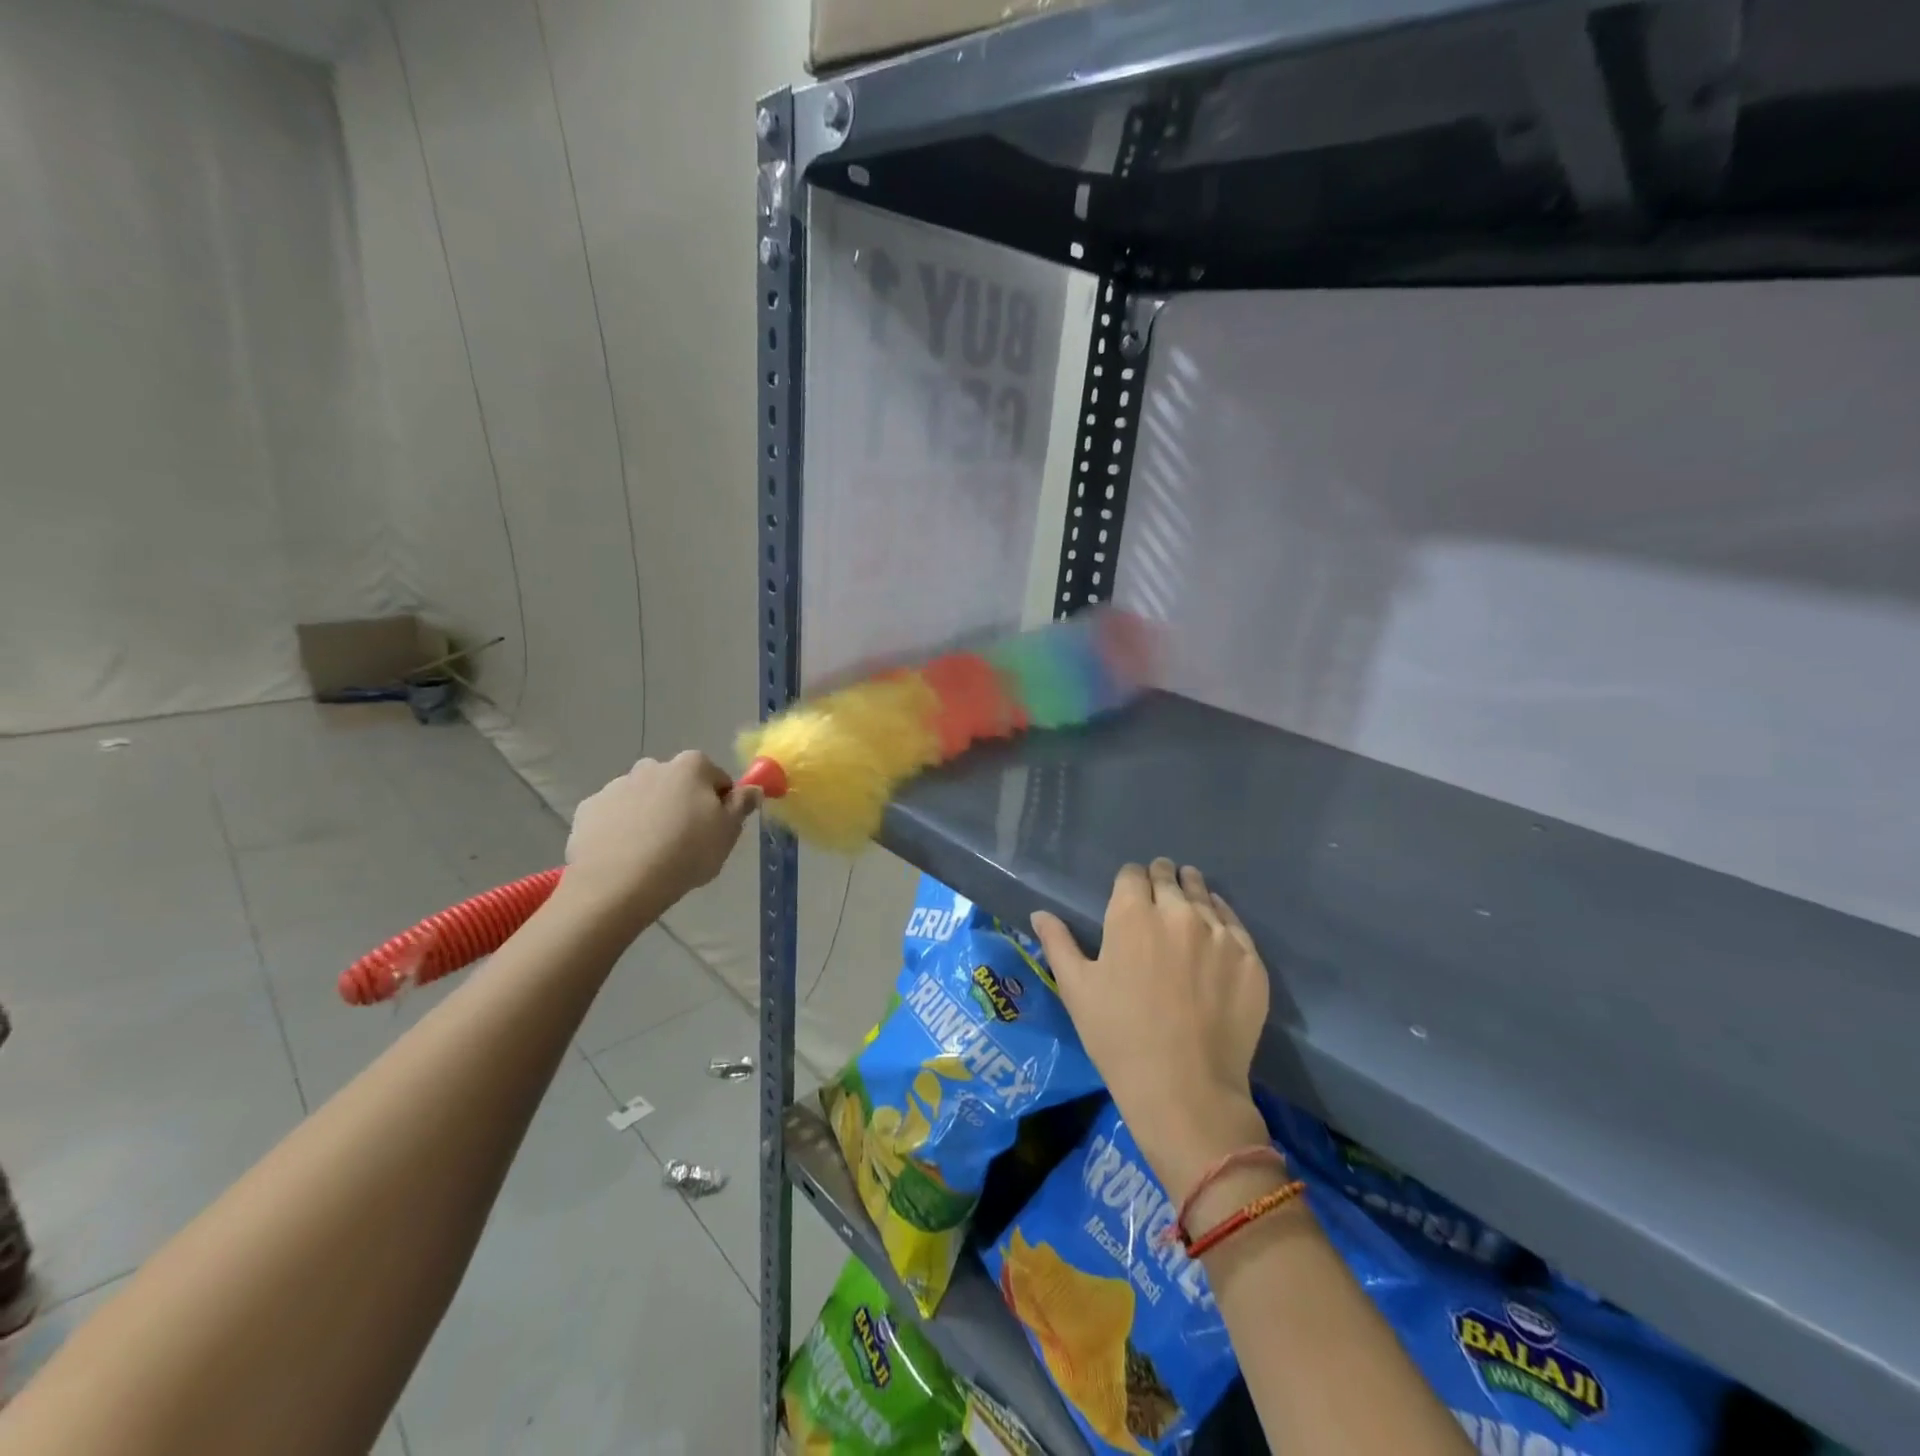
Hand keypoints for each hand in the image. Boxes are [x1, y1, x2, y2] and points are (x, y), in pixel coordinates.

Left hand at [560, 752, 759, 929]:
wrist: (618, 884)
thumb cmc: (685, 853)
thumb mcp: (728, 832)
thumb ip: (743, 804)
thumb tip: (753, 788)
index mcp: (691, 766)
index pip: (717, 778)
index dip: (720, 804)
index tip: (716, 830)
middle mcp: (652, 766)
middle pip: (677, 784)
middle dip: (682, 805)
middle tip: (686, 842)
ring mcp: (616, 786)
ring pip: (644, 798)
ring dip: (651, 816)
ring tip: (653, 854)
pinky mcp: (588, 809)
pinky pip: (614, 816)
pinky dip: (621, 829)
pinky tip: (626, 856)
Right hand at [1031, 859, 1270, 1200]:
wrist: (1185, 1090)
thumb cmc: (1119, 1037)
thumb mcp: (1076, 989)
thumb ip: (1057, 943)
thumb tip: (1039, 913)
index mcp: (1132, 914)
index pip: (1132, 874)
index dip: (1129, 881)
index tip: (1130, 895)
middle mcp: (1178, 912)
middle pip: (1170, 876)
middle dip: (1161, 881)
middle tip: (1158, 898)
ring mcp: (1220, 934)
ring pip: (1204, 895)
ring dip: (1192, 894)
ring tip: (1188, 907)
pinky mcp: (1251, 959)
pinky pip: (1235, 924)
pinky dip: (1221, 922)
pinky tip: (1215, 936)